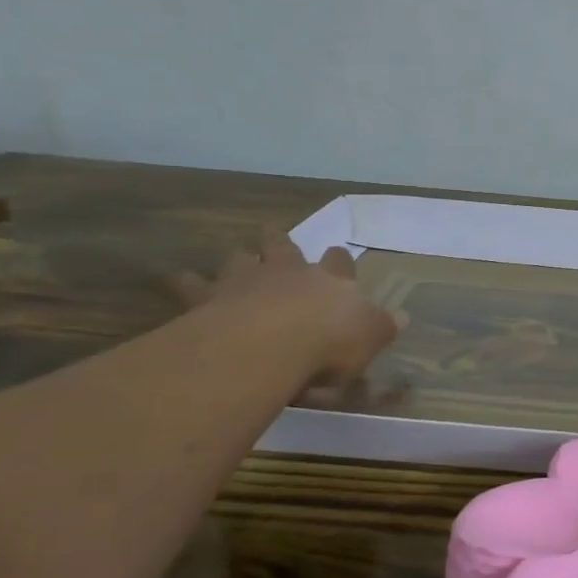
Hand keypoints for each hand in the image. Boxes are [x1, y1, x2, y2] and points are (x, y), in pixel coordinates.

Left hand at [180, 230, 400, 398]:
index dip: (338, 260)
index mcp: (332, 281)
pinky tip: (175, 279)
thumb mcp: (370, 339)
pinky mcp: (207, 300)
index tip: (336, 255)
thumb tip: (402, 317)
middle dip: (281, 242)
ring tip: (234, 258)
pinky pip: (190, 286)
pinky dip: (184, 282)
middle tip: (273, 232)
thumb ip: (382, 327)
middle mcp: (289, 273)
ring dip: (238, 260)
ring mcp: (246, 282)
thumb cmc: (330, 343)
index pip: (339, 263)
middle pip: (284, 248)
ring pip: (240, 261)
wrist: (269, 345)